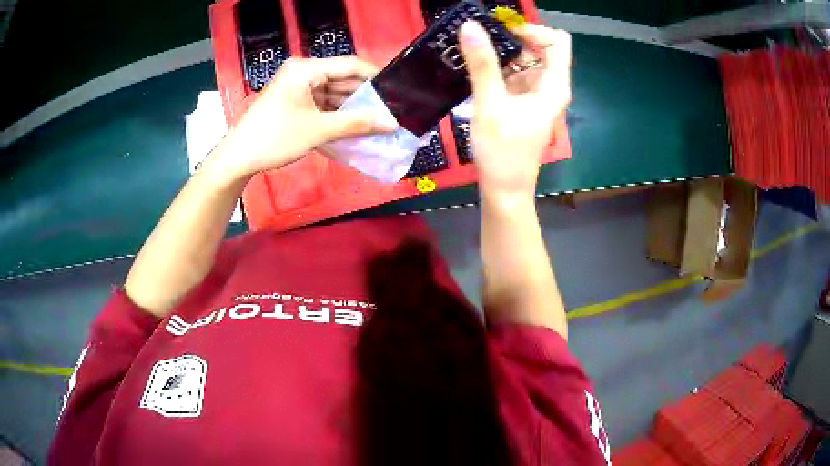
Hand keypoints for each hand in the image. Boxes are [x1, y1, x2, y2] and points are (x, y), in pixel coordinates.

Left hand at [219, 56, 398, 178]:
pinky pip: (320, 103)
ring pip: (332, 92)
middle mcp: (302, 72)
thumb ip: (357, 123)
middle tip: (389, 111)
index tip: (396, 91)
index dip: (374, 77)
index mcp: (306, 69)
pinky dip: (335, 114)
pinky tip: (352, 126)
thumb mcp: (318, 130)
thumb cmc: (275, 138)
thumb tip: (392, 123)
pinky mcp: (292, 101)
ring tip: (376, 121)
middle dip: (363, 96)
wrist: (238, 158)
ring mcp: (296, 87)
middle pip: (341, 78)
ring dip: (350, 107)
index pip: (349, 65)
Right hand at [458, 22, 570, 197]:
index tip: (502, 32)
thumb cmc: (503, 152)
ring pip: (522, 60)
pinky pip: (512, 74)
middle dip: (510, 39)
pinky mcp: (522, 101)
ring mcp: (535, 94)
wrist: (504, 189)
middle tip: (479, 40)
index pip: (557, 41)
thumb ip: (482, 65)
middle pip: (538, 47)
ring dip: (499, 53)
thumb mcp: (490, 105)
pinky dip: (496, 68)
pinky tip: (475, 72)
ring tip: (471, 54)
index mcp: (553, 85)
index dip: (532, 30)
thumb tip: (471, 26)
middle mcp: (549, 85)